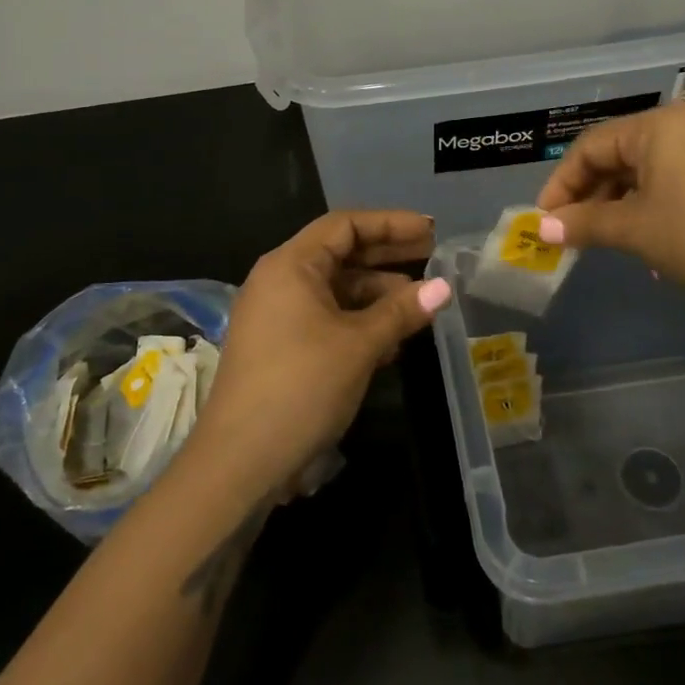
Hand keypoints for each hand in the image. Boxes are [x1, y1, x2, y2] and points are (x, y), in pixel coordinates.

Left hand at [183, 210, 449, 498]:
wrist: (240, 461)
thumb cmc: (301, 387)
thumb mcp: (359, 345)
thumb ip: (401, 311)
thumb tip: (443, 287)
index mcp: (290, 265)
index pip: (345, 225)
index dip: (390, 223)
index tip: (429, 230)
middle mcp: (279, 280)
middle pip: (340, 253)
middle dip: (387, 255)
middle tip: (433, 255)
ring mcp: (276, 315)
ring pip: (335, 289)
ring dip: (377, 294)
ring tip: (420, 304)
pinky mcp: (279, 346)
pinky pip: (325, 317)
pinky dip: (358, 321)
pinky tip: (392, 339)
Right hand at [535, 102, 684, 315]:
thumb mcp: (637, 232)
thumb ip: (585, 224)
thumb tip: (542, 228)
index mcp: (660, 124)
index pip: (591, 147)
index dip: (561, 185)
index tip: (545, 222)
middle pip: (621, 153)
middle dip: (593, 195)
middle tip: (574, 233)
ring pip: (652, 167)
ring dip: (624, 202)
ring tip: (612, 241)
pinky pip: (682, 175)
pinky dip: (658, 202)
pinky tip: (655, 237)